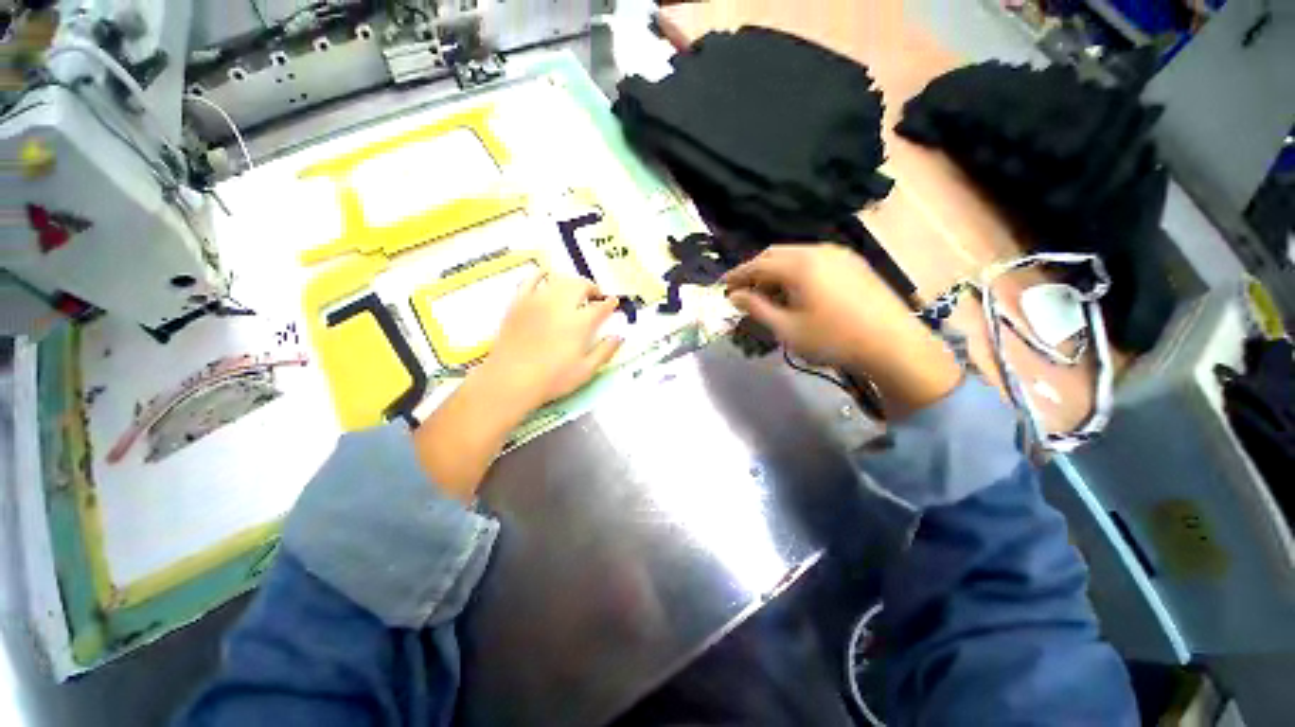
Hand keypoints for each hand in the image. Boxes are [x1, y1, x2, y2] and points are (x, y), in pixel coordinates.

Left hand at [478, 273, 623, 412]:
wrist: (510, 380)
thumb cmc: (551, 379)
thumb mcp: (585, 370)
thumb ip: (605, 352)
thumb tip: (619, 337)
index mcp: (579, 323)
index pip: (600, 307)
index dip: (609, 303)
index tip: (613, 303)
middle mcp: (560, 306)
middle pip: (580, 286)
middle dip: (592, 288)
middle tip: (595, 297)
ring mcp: (538, 301)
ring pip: (560, 280)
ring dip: (572, 282)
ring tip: (575, 290)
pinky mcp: (519, 302)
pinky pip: (531, 279)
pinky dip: (541, 274)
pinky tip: (546, 275)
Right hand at [722, 244, 961, 416]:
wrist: (893, 344)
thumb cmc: (832, 338)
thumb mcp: (787, 328)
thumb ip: (757, 308)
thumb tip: (734, 296)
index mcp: (799, 265)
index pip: (757, 264)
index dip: (737, 274)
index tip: (722, 285)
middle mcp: (818, 251)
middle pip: (775, 254)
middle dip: (755, 270)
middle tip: (742, 290)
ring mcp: (839, 255)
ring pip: (795, 255)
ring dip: (776, 271)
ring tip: (767, 293)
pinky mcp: (853, 263)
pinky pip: (814, 260)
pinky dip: (796, 271)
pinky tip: (796, 291)